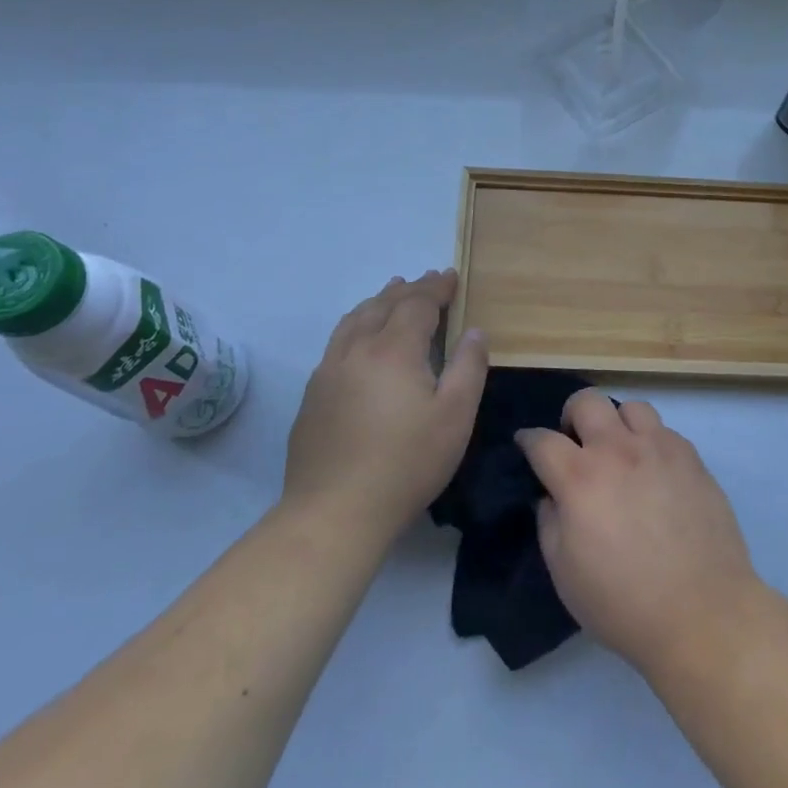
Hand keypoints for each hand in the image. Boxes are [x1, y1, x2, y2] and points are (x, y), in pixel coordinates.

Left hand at [281, 270, 487, 548]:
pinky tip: (361, 337)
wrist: (334, 511)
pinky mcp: (313, 394)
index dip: (436, 288)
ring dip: (378, 301)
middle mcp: (356, 350)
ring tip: (392, 292)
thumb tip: (474, 331)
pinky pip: (338, 341)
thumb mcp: (455, 417)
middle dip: (409, 289)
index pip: (416, 304)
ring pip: (354, 319)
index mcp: (393, 350)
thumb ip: (468, 367)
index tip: (451, 276)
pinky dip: (357, 323)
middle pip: (383, 305)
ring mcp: (328, 371)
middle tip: (428, 280)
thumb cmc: (406, 463)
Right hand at [516, 392, 760, 677]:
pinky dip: (651, 442)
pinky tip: (654, 472)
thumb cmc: (623, 603)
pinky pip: (665, 431)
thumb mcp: (564, 573)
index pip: (542, 440)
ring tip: (620, 452)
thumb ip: (549, 522)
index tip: (527, 445)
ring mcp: (660, 449)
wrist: (702, 613)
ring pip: (631, 408)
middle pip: (587, 401)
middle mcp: (618, 451)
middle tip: (576, 444)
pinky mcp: (693, 459)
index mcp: (580, 478)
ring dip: (617, 424)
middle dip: (572, 416)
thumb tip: (552, 495)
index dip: (528, 440)